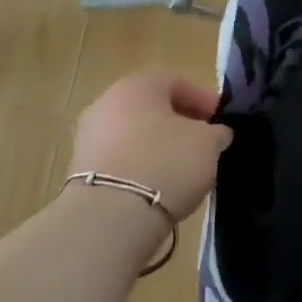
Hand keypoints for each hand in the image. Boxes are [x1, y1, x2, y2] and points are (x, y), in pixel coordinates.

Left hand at [70, 74, 231, 221]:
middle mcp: (106, 103)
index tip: (220, 122)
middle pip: (152, 109)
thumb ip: (216, 133)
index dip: (204, 102)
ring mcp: (88, 138)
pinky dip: (139, 167)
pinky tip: (157, 186)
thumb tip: (215, 134)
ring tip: (181, 169)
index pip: (178, 84)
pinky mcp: (80, 172)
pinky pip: (120, 160)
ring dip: (157, 147)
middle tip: (202, 143)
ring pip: (134, 135)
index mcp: (137, 86)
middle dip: (179, 124)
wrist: (110, 217)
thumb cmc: (166, 162)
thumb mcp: (208, 143)